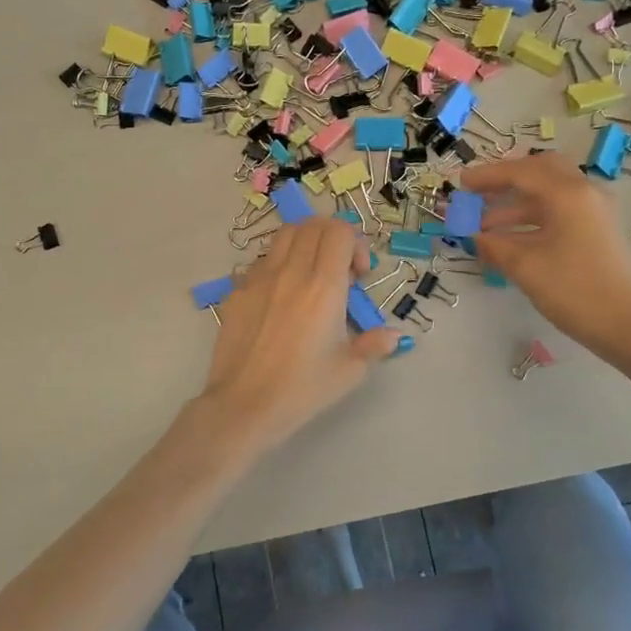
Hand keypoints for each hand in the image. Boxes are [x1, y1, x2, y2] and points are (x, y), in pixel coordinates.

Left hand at [196, 217, 400, 455]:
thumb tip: (393, 335)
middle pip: (312, 225)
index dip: (354, 243)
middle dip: (331, 238)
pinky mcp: (236, 291)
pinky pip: (260, 262)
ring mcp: (258, 278)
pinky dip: (277, 265)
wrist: (244, 405)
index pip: (339, 231)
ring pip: (283, 235)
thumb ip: (374, 345)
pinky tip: (279, 297)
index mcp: (323, 287)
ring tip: (309, 275)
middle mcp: (290, 272)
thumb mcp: (349, 371)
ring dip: (303, 244)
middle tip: (338, 270)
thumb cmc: (302, 389)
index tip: (358, 275)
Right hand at [463, 153, 630, 352]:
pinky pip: (557, 211)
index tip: (459, 184)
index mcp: (568, 193)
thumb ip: (493, 244)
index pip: (520, 172)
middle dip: (505, 180)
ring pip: (548, 193)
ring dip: (514, 203)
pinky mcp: (595, 230)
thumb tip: (472, 234)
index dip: (486, 176)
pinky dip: (530, 218)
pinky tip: (507, 238)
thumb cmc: (573, 290)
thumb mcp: (524, 266)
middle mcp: (584, 193)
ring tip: (482, 225)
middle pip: (539, 171)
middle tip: (477, 193)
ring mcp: (593, 211)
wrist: (625, 325)